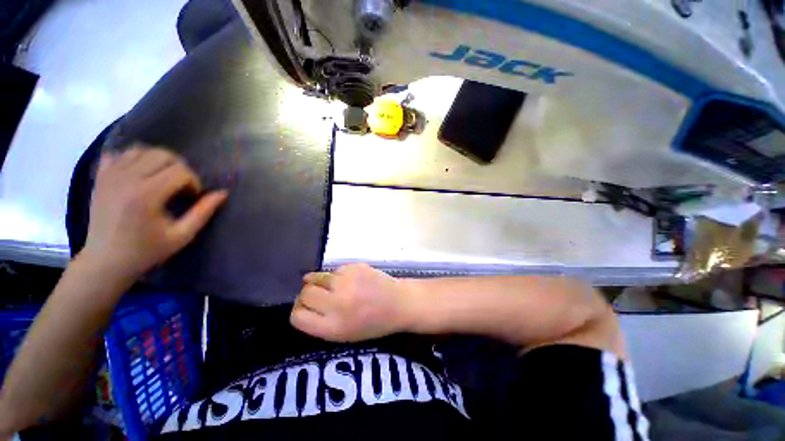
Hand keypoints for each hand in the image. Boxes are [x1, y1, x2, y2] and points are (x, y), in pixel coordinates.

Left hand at [80, 145, 227, 278]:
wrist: (105, 259)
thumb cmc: (146, 250)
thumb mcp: (182, 235)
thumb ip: (203, 212)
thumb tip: (223, 193)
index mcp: (147, 195)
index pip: (181, 171)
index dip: (193, 182)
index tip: (191, 197)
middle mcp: (127, 178)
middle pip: (162, 155)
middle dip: (179, 168)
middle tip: (179, 186)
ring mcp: (110, 175)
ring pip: (141, 149)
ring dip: (158, 161)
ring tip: (161, 178)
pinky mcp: (100, 176)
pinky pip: (119, 153)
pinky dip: (134, 157)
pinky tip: (139, 173)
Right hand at [290, 264, 415, 341]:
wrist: (398, 303)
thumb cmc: (373, 324)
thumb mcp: (344, 335)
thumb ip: (319, 323)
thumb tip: (301, 304)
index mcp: (333, 327)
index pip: (297, 317)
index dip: (298, 311)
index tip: (305, 308)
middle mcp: (337, 303)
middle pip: (304, 294)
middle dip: (307, 295)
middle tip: (318, 296)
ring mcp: (346, 281)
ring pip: (315, 277)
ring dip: (318, 282)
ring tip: (331, 286)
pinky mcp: (354, 266)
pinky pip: (333, 270)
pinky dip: (336, 275)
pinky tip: (349, 281)